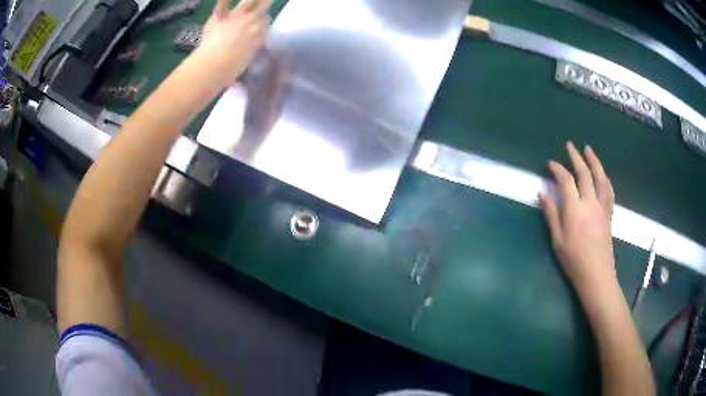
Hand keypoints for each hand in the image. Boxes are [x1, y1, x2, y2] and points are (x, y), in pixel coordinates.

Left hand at [196, 0, 270, 87]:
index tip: (263, 21)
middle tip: (267, 0)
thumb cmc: (229, 71)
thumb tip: (235, 81)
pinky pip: (222, 4)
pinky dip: (224, 0)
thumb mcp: (239, 69)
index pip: (265, 24)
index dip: (263, 22)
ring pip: (247, 2)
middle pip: (262, 9)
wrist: (214, 64)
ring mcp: (235, 18)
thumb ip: (239, 67)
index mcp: (258, 36)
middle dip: (265, 3)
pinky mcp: (219, 17)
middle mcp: (250, 23)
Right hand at [539, 142, 615, 296]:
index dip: (558, 169)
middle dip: (576, 157)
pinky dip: (605, 178)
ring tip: (588, 150)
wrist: (596, 274)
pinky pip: (609, 190)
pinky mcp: (609, 213)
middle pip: (584, 173)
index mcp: (575, 209)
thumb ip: (551, 214)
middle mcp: (590, 202)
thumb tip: (542, 192)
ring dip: (594, 161)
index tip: (551, 164)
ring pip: (600, 178)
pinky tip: (602, 174)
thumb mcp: (557, 240)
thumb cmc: (573, 260)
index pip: (566, 181)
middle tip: (570, 145)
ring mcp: (602, 207)